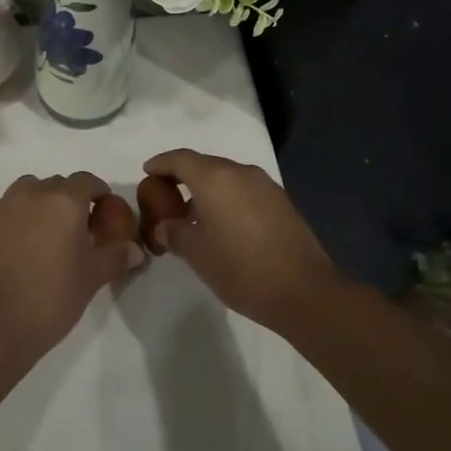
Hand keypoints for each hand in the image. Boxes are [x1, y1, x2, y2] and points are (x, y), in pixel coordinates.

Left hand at [0, 173, 145, 356]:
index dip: (99, 193)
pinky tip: (17, 244)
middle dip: (69, 199)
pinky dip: (15, 217)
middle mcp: (33, 193)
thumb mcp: (93, 277)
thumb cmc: (52, 297)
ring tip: (44, 233)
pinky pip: (4, 208)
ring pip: (27, 191)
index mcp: (64, 200)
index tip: (104, 212)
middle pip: (57, 184)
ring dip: (39, 203)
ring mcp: (3, 205)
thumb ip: (116, 256)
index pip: (87, 181)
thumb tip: (135, 249)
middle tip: (76, 229)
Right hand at [142, 149, 337, 329]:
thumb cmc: (241, 268)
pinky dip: (228, 199)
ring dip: (207, 189)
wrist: (303, 291)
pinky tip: (223, 224)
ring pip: (227, 178)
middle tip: (166, 197)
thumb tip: (166, 225)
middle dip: (183, 177)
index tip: (147, 172)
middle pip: (205, 165)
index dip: (161, 163)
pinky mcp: (281, 202)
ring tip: (193, 215)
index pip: (180, 159)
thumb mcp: (197, 253)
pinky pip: (245, 191)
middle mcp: (241, 172)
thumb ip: (175, 233)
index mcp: (215, 177)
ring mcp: (265, 185)